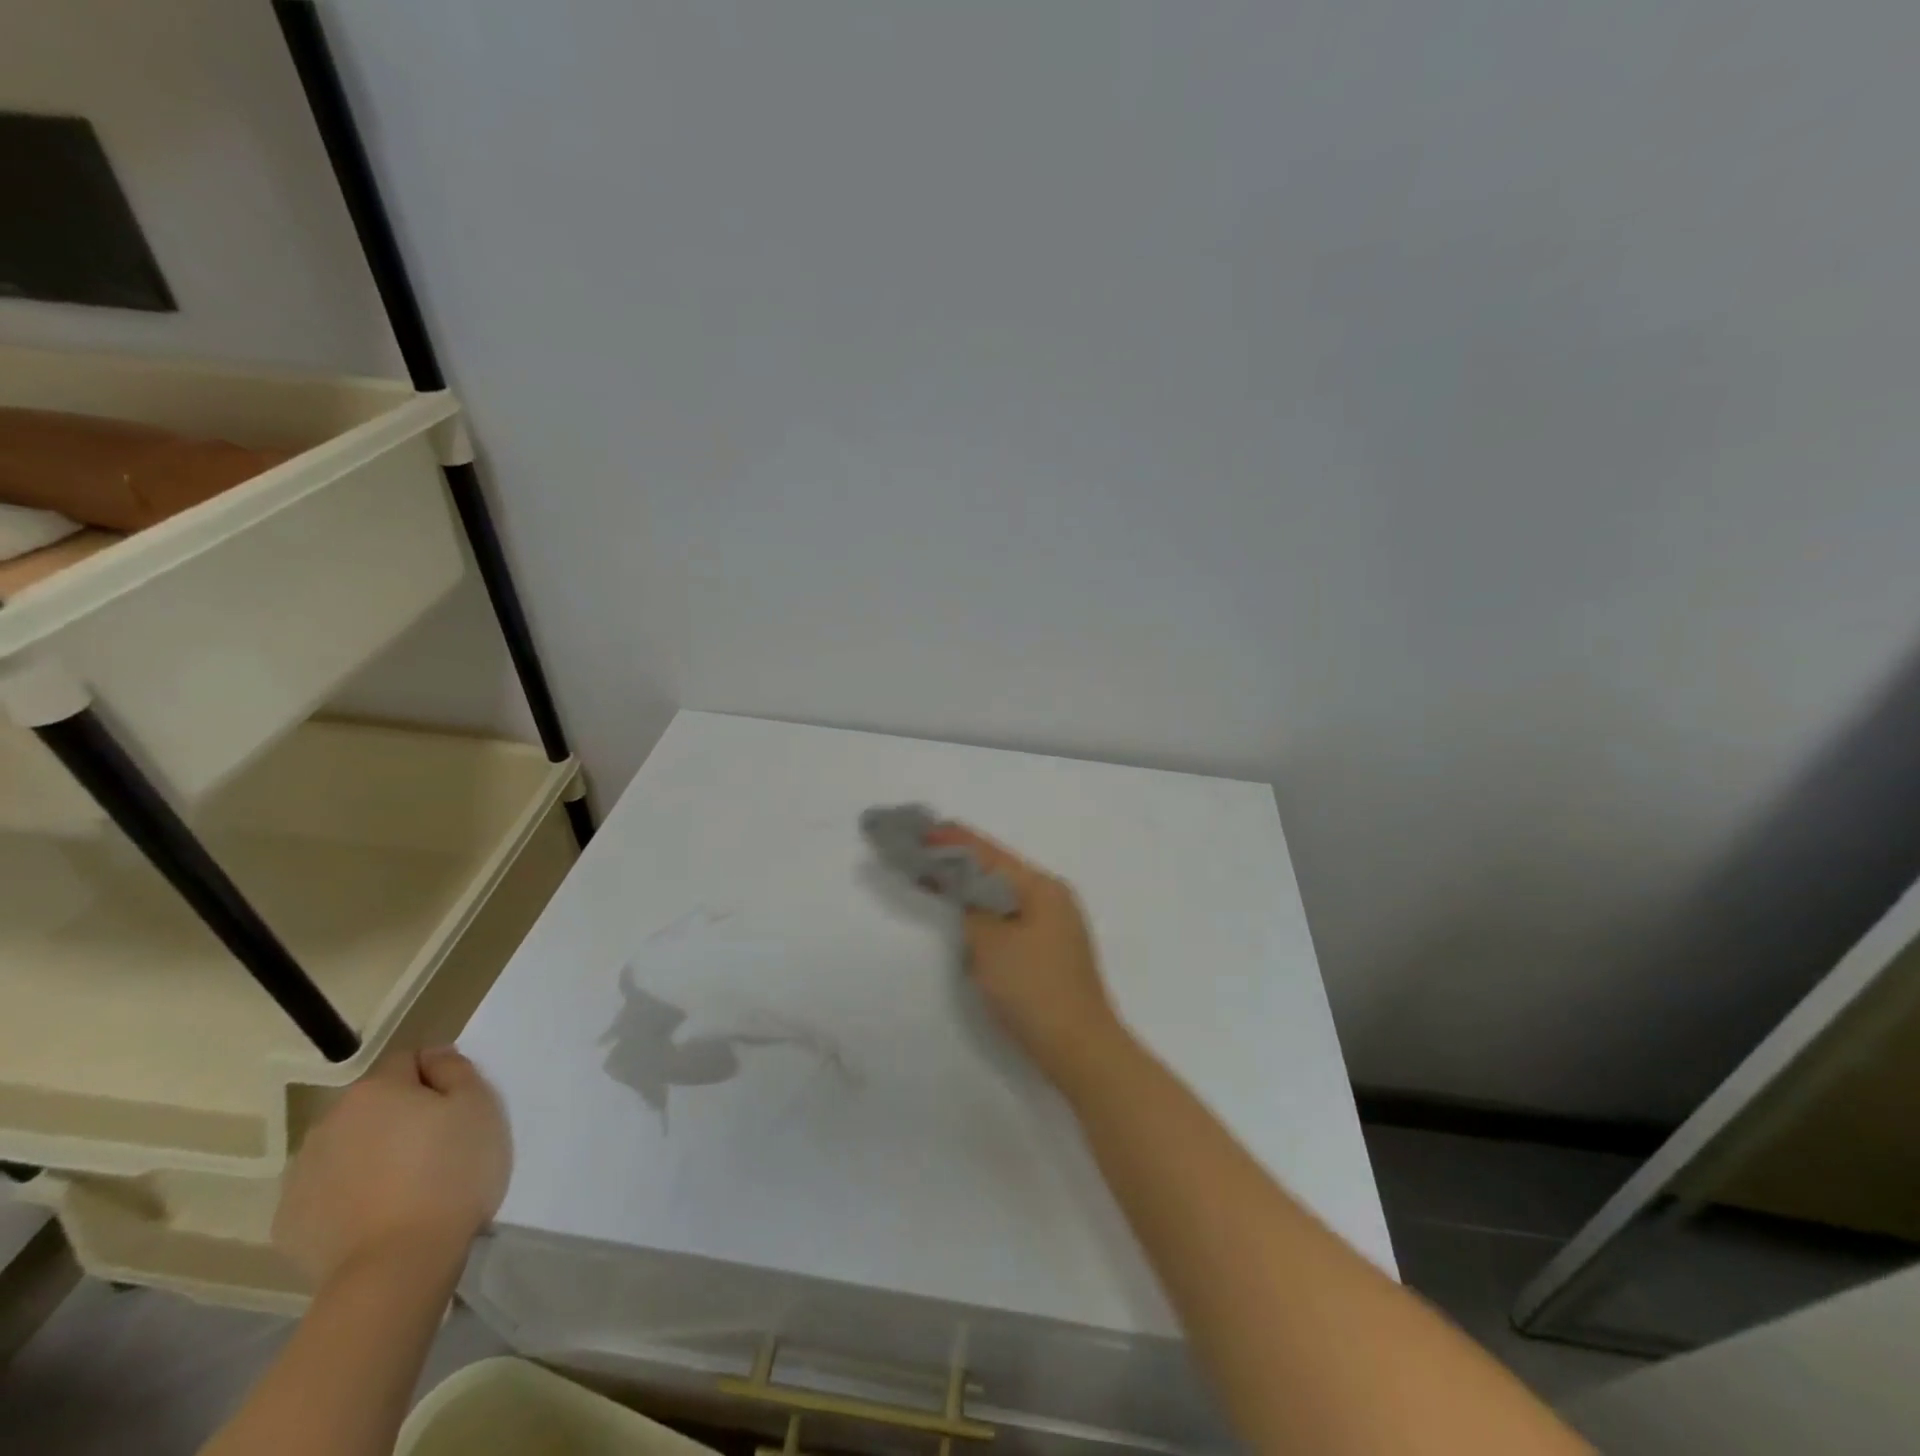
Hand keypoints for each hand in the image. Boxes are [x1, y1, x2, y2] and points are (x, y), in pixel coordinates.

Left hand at [274, 1048, 510, 1287]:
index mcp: (374, 1090)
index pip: (408, 1060)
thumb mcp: (478, 1105)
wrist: (397, 1266)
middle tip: (435, 1146)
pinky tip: (376, 1213)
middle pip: (374, 1104)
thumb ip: (454, 1069)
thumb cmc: (450, 1173)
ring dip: (372, 1153)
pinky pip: (328, 1189)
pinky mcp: (289, 1221)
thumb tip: (434, 1057)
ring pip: (348, 1146)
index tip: (455, 1108)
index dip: (436, 1078)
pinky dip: (349, 1193)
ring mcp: (301, 1174)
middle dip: (400, 1116)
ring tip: (405, 1184)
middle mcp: (328, 1122)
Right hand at [925, 824, 1130, 1088]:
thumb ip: (972, 908)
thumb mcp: (990, 943)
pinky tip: (969, 912)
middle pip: (999, 869)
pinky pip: (1012, 915)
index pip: (990, 853)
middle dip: (962, 859)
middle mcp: (1053, 897)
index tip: (923, 827)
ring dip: (973, 884)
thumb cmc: (1033, 990)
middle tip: (924, 849)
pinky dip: (986, 909)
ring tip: (938, 874)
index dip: (954, 840)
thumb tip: (966, 889)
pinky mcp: (1052, 950)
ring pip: (1005, 893)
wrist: (1081, 1049)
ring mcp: (1057, 924)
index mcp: (1042, 887)